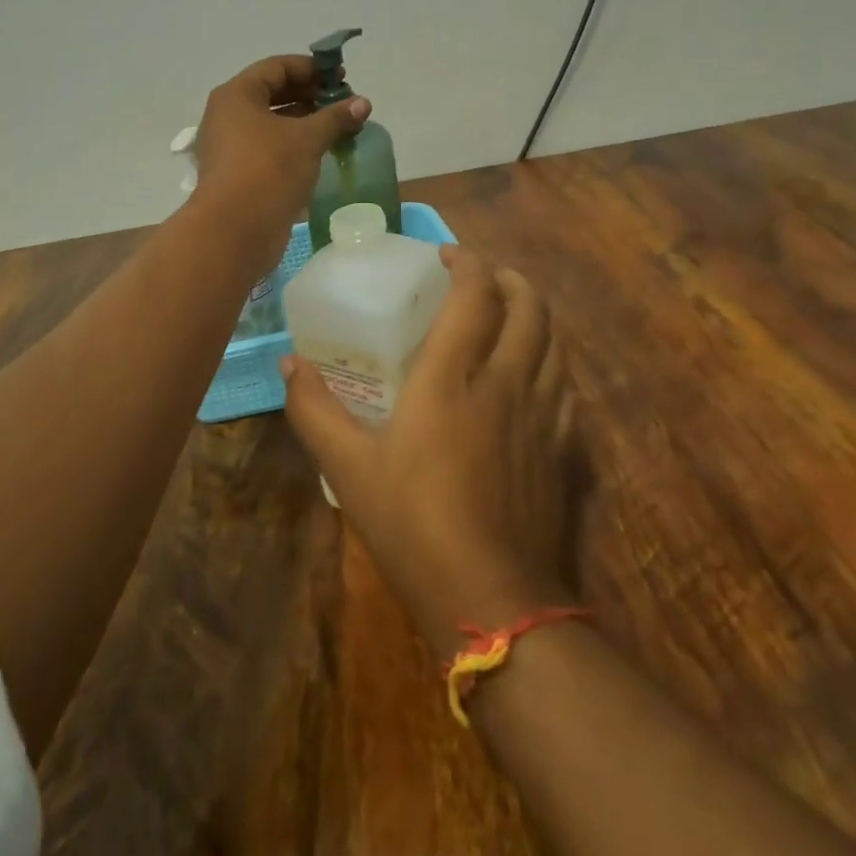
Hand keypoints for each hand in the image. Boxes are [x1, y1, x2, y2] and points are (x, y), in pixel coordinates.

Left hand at [193, 55, 369, 261]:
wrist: (235, 231)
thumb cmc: (268, 170)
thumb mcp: (307, 139)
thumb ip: (335, 117)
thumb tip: (363, 103)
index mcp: (236, 95)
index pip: (276, 67)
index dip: (311, 68)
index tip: (342, 77)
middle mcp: (228, 115)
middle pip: (273, 93)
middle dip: (310, 95)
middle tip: (343, 104)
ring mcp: (231, 146)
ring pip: (272, 123)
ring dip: (305, 122)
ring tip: (339, 128)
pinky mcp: (239, 173)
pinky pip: (270, 148)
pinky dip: (295, 145)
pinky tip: (322, 153)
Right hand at [282, 247, 579, 656]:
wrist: (494, 601)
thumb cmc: (413, 525)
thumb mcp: (348, 469)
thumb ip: (314, 410)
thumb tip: (289, 363)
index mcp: (453, 376)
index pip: (475, 294)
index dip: (467, 262)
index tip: (446, 255)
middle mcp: (506, 380)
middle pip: (528, 304)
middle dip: (508, 277)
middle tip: (481, 278)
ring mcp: (544, 413)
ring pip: (554, 340)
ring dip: (533, 312)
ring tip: (507, 314)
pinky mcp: (565, 447)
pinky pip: (566, 383)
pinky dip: (551, 359)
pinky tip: (533, 374)